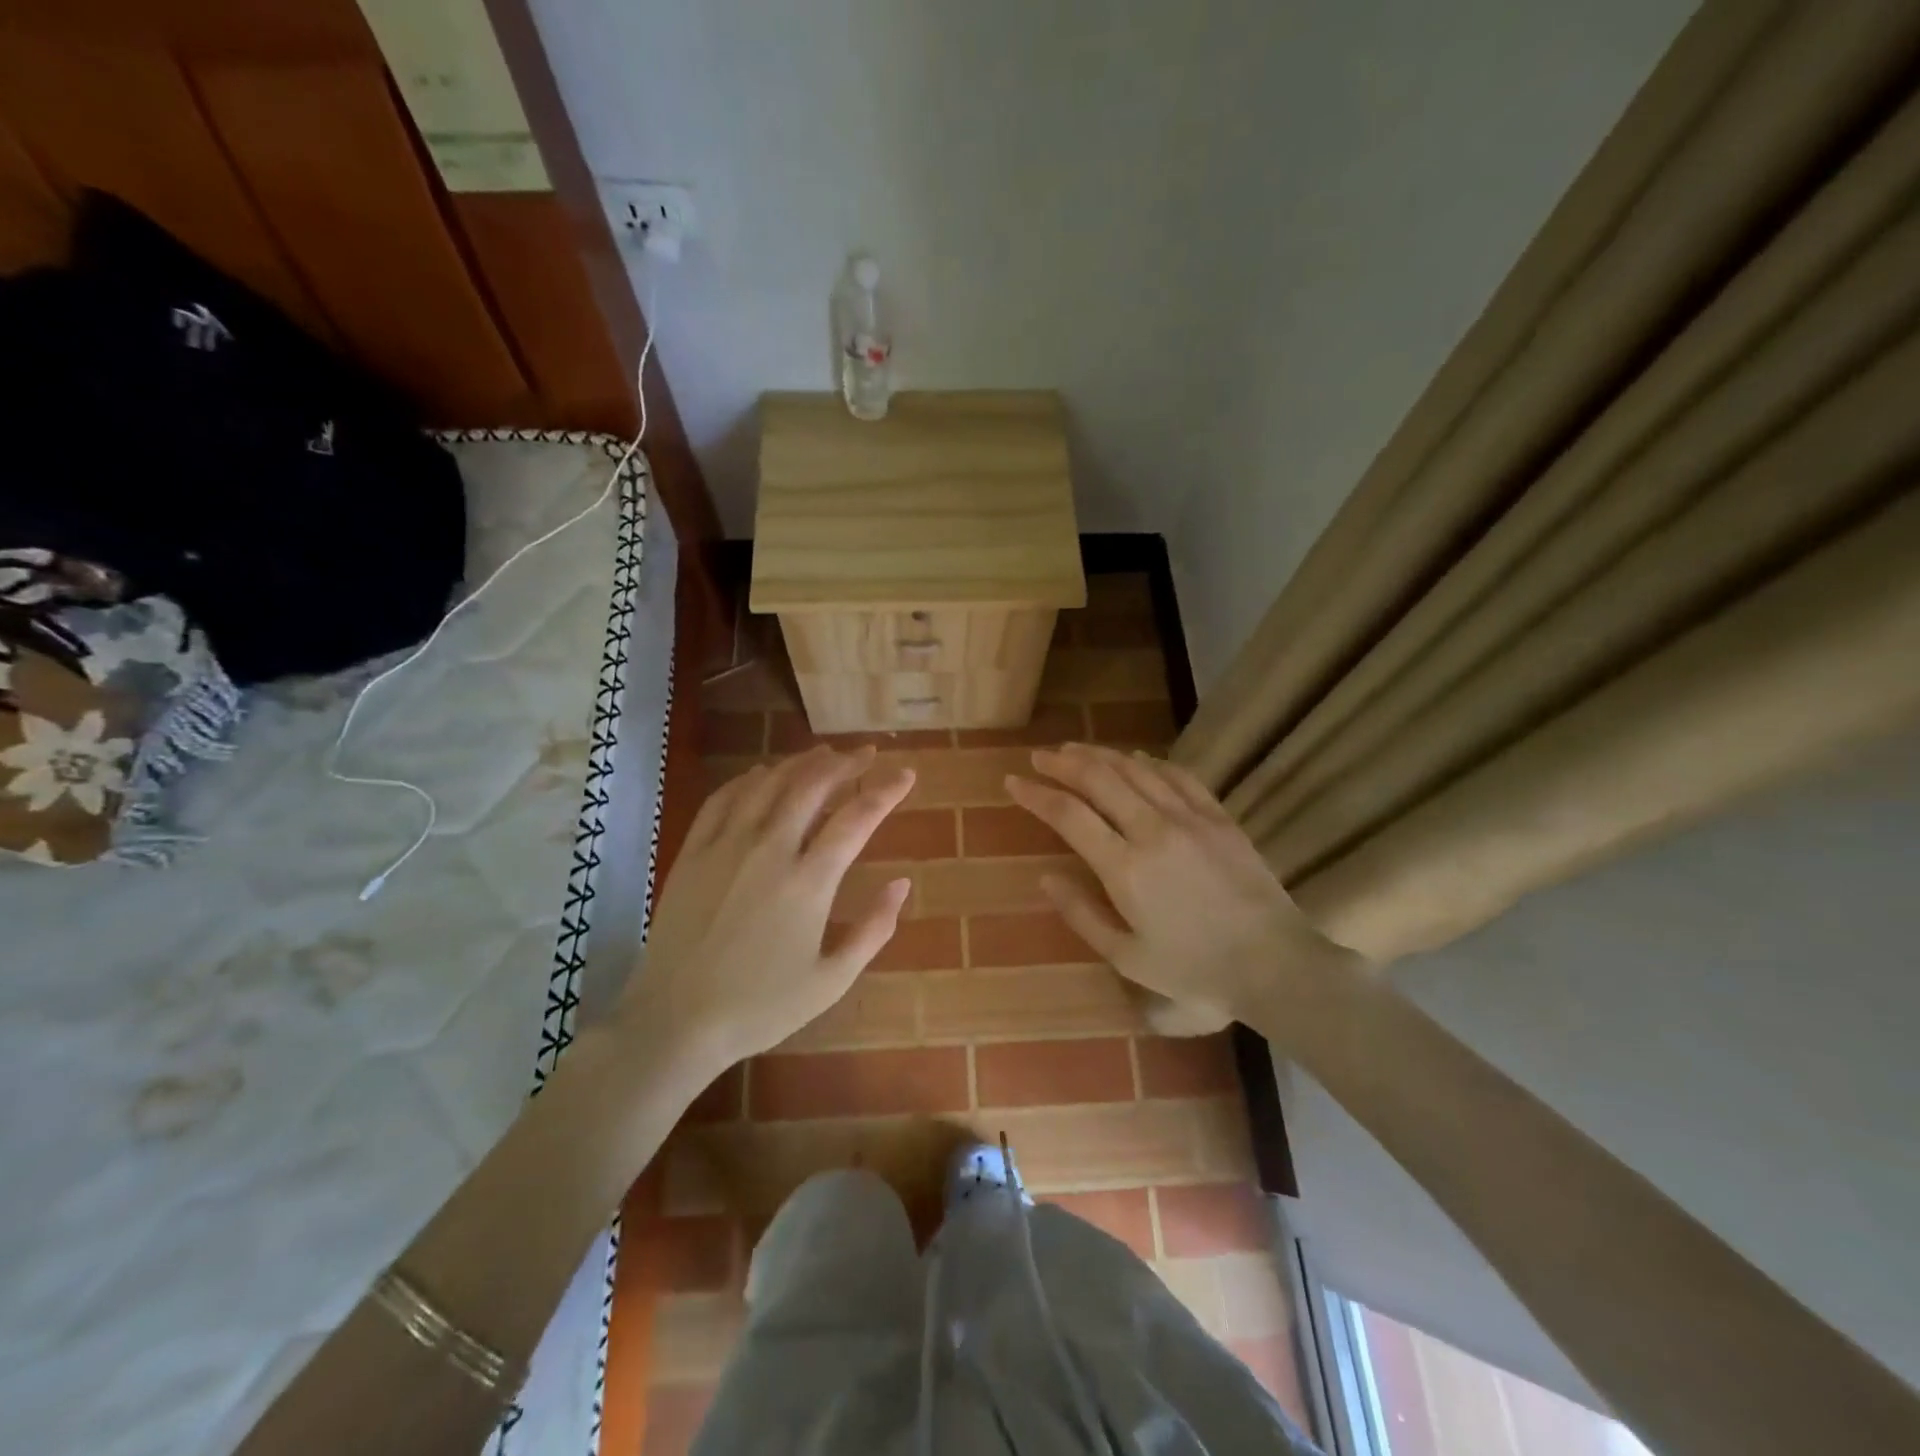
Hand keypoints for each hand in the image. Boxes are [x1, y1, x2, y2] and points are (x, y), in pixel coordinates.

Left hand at [619, 745, 914, 1075]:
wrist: (674, 1021)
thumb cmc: (760, 1007)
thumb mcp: (831, 981)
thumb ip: (873, 930)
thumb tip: (902, 884)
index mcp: (809, 882)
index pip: (857, 818)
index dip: (886, 790)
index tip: (906, 774)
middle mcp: (770, 850)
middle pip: (813, 785)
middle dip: (846, 763)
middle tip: (867, 753)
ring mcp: (726, 846)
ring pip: (770, 783)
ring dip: (802, 762)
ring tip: (825, 754)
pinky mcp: (693, 852)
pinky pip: (725, 798)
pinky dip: (750, 778)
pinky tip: (764, 773)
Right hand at [1007, 743, 1348, 1030]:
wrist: (1272, 962)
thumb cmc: (1193, 969)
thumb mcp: (1126, 956)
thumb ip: (1081, 914)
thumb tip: (1045, 878)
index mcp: (1124, 868)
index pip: (1068, 814)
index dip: (1036, 794)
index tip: (1013, 782)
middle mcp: (1152, 830)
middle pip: (1098, 779)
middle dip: (1062, 763)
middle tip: (1039, 756)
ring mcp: (1189, 818)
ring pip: (1135, 769)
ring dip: (1099, 754)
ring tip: (1074, 749)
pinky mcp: (1217, 816)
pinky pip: (1177, 775)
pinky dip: (1148, 761)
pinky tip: (1134, 757)